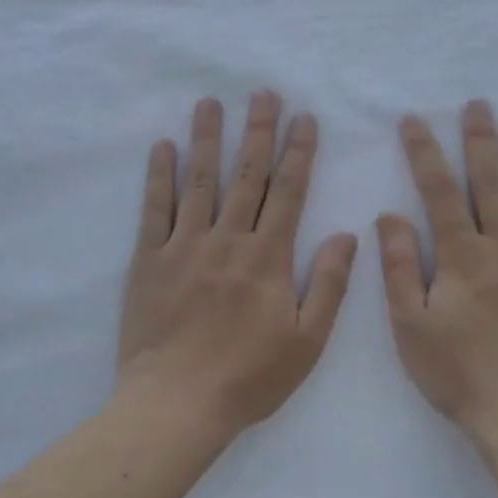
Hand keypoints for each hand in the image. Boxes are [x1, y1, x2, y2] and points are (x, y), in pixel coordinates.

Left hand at [118, 93, 357, 442]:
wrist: (177, 405)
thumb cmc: (249, 377)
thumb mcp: (307, 341)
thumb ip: (329, 284)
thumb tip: (349, 235)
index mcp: (268, 258)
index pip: (289, 192)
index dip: (298, 151)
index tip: (304, 118)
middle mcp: (228, 240)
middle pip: (246, 175)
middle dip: (258, 131)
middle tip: (263, 93)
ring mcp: (184, 246)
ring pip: (200, 181)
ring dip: (207, 138)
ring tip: (211, 103)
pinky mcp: (149, 260)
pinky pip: (154, 209)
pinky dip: (159, 176)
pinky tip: (163, 146)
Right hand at [377, 101, 497, 444]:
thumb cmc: (460, 373)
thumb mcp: (411, 326)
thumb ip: (401, 267)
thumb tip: (389, 216)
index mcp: (462, 256)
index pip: (439, 192)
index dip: (424, 153)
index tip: (415, 120)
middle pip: (489, 183)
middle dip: (480, 141)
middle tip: (478, 104)